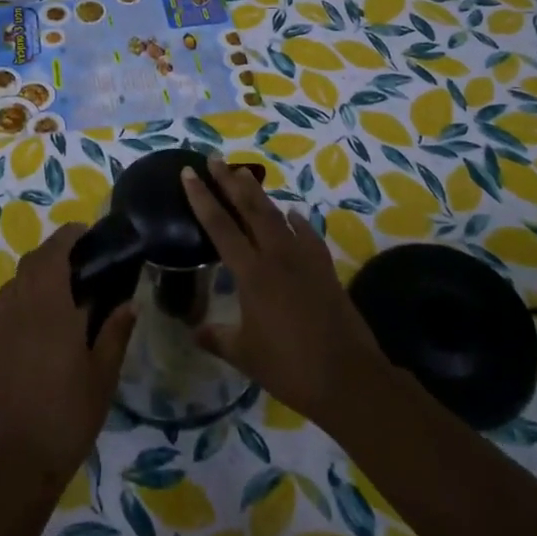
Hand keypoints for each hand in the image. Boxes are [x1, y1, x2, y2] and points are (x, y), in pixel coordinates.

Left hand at [0, 224, 135, 484]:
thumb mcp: (103, 373)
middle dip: (53, 250)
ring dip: (36, 271)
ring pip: (16, 280)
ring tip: (62, 285)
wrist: (20, 458)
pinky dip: (21, 294)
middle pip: (31, 261)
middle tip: (81, 258)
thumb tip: (130, 301)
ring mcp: (2, 324)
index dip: (68, 236)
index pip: (54, 253)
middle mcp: (21, 305)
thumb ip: (116, 331)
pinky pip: (5, 303)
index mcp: (49, 305)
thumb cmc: (69, 412)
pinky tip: (39, 315)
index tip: (86, 232)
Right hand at [182, 155, 387, 423]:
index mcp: (251, 273)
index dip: (201, 197)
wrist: (348, 377)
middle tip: (215, 158)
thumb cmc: (289, 367)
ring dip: (259, 193)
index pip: (219, 225)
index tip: (188, 172)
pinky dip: (297, 221)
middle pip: (250, 207)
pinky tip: (293, 214)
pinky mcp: (325, 268)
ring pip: (277, 214)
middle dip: (230, 180)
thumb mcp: (244, 355)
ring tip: (244, 174)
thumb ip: (217, 338)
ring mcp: (304, 258)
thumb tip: (193, 331)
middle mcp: (277, 256)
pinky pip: (307, 234)